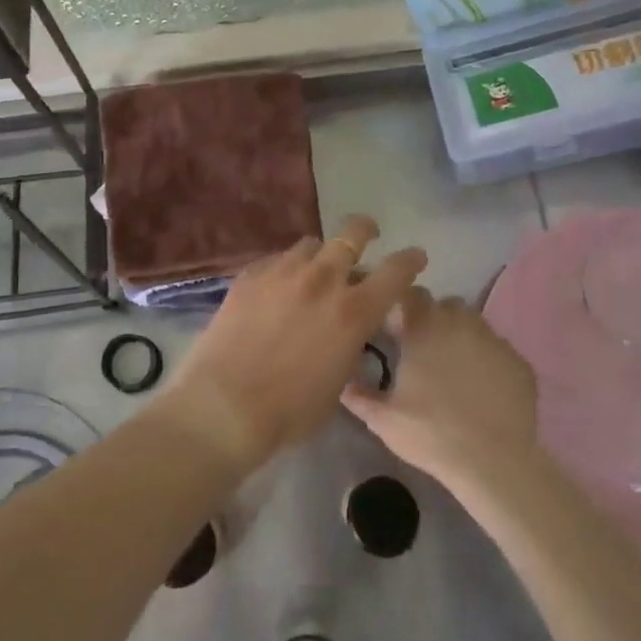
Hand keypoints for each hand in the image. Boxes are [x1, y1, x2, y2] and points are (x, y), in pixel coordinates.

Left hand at [159, 215, 426, 476]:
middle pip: (352, 233)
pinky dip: (285, 269)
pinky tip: (277, 287)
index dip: (411, 260)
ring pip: (311, 244)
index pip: (396, 272)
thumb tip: (347, 332)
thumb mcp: (337, 385)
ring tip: (315, 268)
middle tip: (368, 234)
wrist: (224, 405)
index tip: (416, 256)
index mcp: (353, 312)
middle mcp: (322, 281)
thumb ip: (349, 347)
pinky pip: (276, 260)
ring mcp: (283, 273)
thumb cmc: (289, 411)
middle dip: (365, 230)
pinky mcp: (249, 276)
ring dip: (321, 254)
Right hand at [341, 286, 538, 490]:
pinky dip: (488, 361)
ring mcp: (494, 340)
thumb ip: (360, 396)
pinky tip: (484, 389)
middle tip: (424, 350)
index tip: (396, 326)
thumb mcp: (384, 420)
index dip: (402, 305)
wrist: (492, 461)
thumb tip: (342, 384)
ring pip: (474, 324)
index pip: (410, 293)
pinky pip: (499, 351)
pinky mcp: (519, 362)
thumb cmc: (430, 432)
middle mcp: (459, 322)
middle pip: (444, 305)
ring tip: (455, 368)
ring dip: (461, 336)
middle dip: (434, 320)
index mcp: (423, 327)